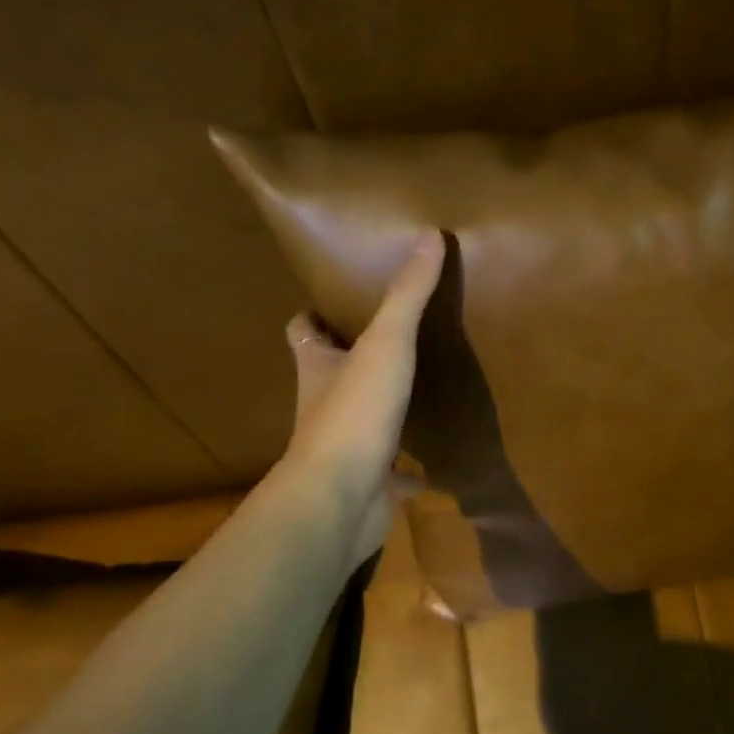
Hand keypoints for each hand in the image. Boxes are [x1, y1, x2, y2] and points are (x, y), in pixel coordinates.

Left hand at [284, 232, 445, 564]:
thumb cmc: (354, 413)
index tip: (333, 304)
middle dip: (350, 362)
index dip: (313, 316)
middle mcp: (323, 406)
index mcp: (318, 368)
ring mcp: (344, 450)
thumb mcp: (386, 344)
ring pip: (360, 425)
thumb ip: (407, 295)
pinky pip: (391, 477)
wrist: (340, 499)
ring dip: (380, 414)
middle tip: (389, 344)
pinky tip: (430, 469)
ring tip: (414, 396)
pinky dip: (407, 473)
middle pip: (330, 376)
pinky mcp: (368, 486)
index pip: (303, 331)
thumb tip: (430, 234)